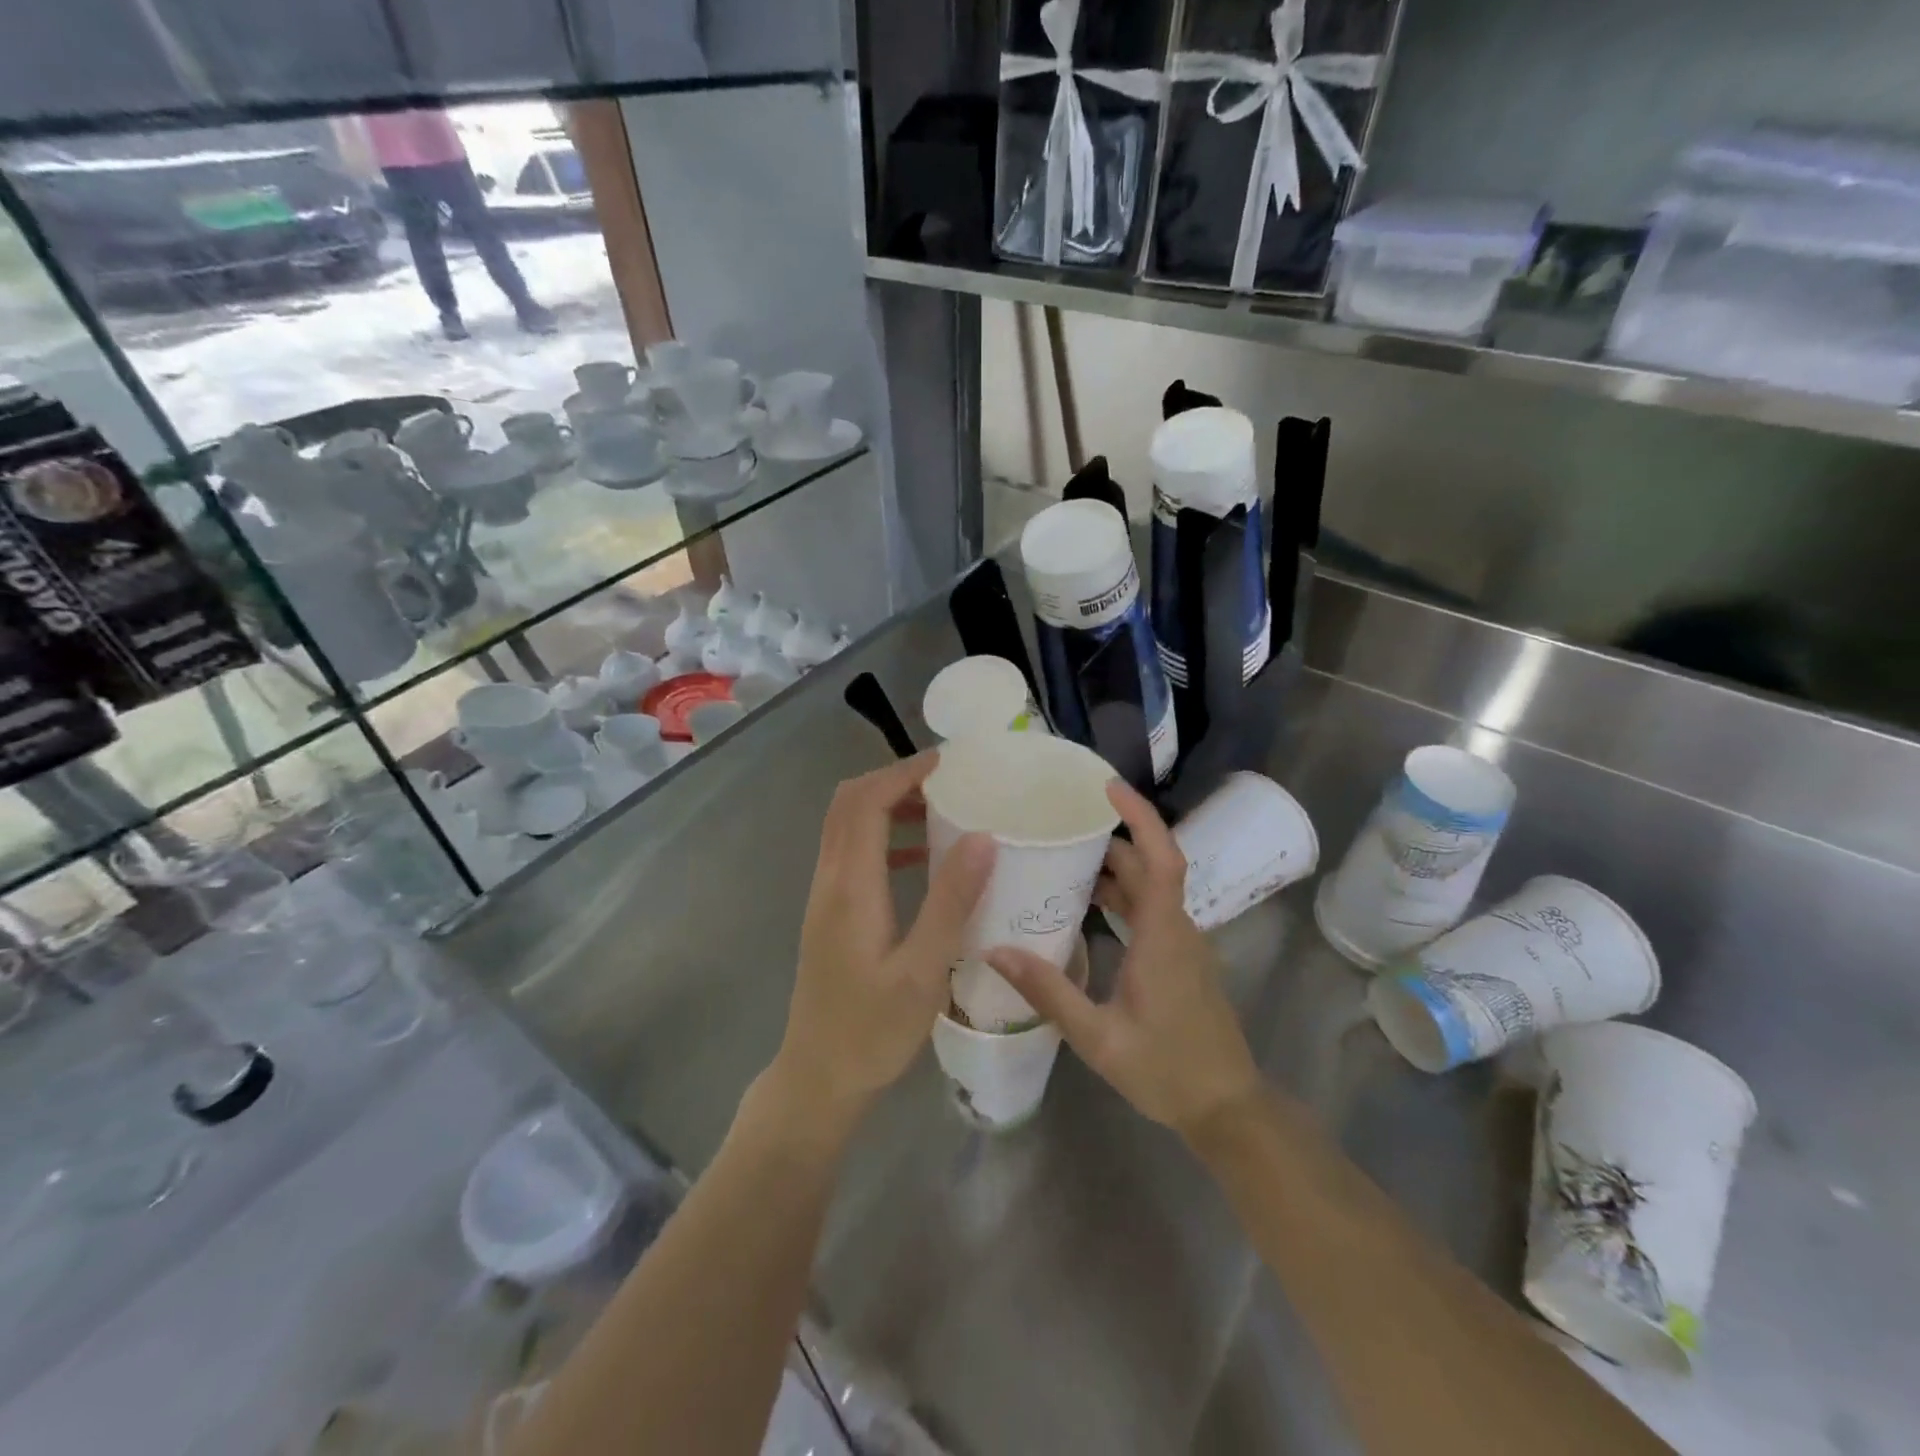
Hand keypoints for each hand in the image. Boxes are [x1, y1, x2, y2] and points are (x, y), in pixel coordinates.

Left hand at [773, 752, 993, 1130]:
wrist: (817, 1078)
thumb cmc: (872, 1031)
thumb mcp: (923, 971)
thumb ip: (951, 902)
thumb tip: (982, 837)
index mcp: (850, 886)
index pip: (866, 802)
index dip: (903, 772)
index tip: (949, 762)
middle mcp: (830, 880)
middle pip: (849, 803)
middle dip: (895, 779)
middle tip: (948, 779)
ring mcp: (825, 896)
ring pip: (848, 826)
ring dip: (889, 805)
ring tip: (943, 807)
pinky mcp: (831, 913)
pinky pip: (854, 853)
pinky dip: (886, 837)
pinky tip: (925, 857)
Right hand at [986, 780, 1262, 1140]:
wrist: (1225, 1107)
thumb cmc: (1166, 1070)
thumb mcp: (1099, 1037)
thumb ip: (1049, 991)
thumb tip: (995, 952)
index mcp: (1163, 935)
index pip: (1161, 858)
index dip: (1140, 818)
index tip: (1108, 789)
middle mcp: (1177, 928)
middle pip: (1149, 866)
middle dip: (1110, 839)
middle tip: (1062, 823)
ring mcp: (1182, 943)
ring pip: (1149, 888)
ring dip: (1113, 868)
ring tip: (1063, 857)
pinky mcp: (1179, 958)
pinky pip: (1150, 910)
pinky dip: (1119, 895)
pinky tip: (1084, 906)